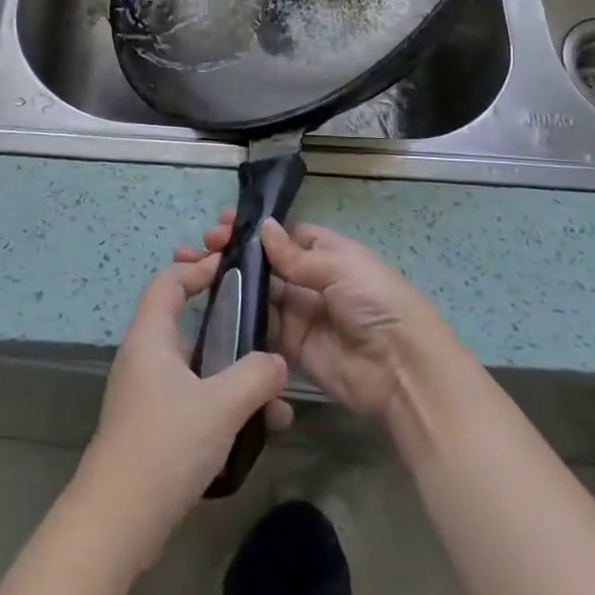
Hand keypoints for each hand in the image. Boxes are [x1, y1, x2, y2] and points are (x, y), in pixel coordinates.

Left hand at [73, 254, 292, 569]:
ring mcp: (147, 395)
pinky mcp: (154, 428)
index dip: (199, 268)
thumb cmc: (165, 446)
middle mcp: (144, 358)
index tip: (234, 268)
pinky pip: (195, 400)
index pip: (169, 281)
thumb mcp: (220, 405)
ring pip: (198, 368)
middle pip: (187, 324)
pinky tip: (257, 431)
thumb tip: (277, 362)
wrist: (117, 523)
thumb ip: (256, 376)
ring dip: (235, 377)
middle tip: (266, 333)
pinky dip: (224, 406)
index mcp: (150, 337)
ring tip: (275, 401)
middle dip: (230, 328)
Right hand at [176, 214, 450, 422]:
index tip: (221, 224)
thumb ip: (296, 255)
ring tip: (194, 269)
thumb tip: (263, 228)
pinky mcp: (291, 347)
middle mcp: (311, 280)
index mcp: (327, 252)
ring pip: (258, 293)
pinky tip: (210, 305)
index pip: (284, 235)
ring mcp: (300, 314)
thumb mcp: (339, 267)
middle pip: (266, 263)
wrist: (400, 370)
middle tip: (201, 246)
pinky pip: (261, 327)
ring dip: (230, 281)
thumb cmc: (375, 302)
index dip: (254, 230)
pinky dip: (238, 316)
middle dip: (235, 252)